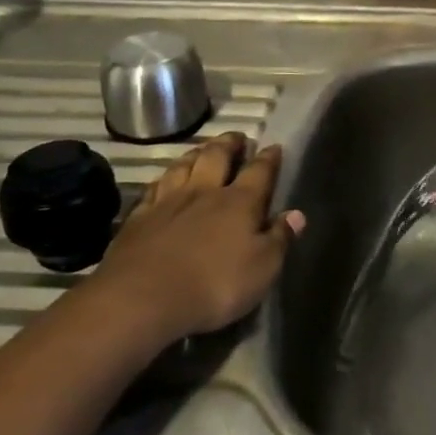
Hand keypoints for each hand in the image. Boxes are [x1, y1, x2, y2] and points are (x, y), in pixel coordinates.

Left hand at [91, 132, 302, 339]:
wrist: (142, 298)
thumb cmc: (214, 285)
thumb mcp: (262, 269)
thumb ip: (279, 239)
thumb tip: (296, 214)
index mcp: (239, 202)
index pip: (259, 172)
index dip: (269, 158)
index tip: (274, 147)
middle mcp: (204, 192)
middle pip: (217, 157)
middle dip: (229, 144)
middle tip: (237, 136)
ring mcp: (167, 202)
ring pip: (183, 167)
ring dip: (196, 154)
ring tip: (203, 148)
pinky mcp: (139, 218)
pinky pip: (154, 188)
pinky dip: (164, 179)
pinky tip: (164, 180)